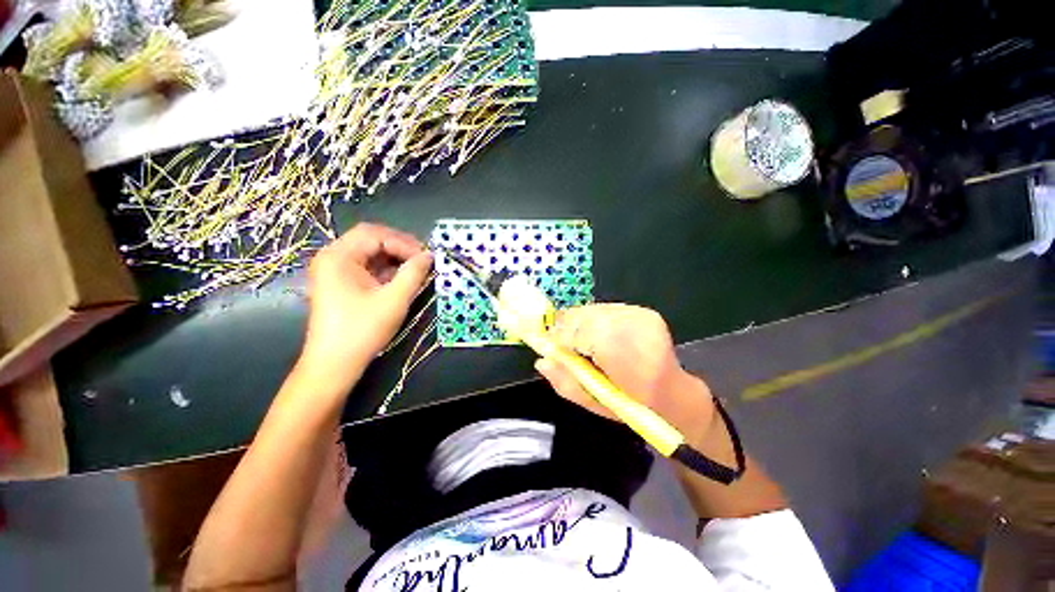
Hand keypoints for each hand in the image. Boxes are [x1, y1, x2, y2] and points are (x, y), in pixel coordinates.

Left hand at [300, 223, 432, 380]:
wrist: (334, 364)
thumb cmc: (362, 330)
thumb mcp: (394, 300)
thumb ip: (414, 273)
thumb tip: (430, 256)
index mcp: (338, 256)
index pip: (375, 235)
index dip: (404, 242)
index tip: (426, 257)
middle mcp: (333, 257)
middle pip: (370, 239)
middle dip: (400, 247)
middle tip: (423, 259)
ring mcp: (335, 271)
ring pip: (370, 253)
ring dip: (395, 258)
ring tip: (417, 269)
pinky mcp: (340, 283)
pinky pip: (367, 267)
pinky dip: (387, 269)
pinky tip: (402, 279)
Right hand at [534, 304, 715, 444]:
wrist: (675, 392)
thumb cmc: (635, 406)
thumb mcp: (596, 404)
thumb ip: (566, 382)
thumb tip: (541, 361)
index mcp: (634, 361)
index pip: (587, 334)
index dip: (564, 337)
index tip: (551, 347)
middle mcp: (641, 330)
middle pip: (587, 317)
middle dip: (568, 329)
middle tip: (562, 345)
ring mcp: (643, 316)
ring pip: (593, 310)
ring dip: (579, 324)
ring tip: (582, 343)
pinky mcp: (643, 310)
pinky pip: (603, 308)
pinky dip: (592, 320)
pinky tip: (597, 335)